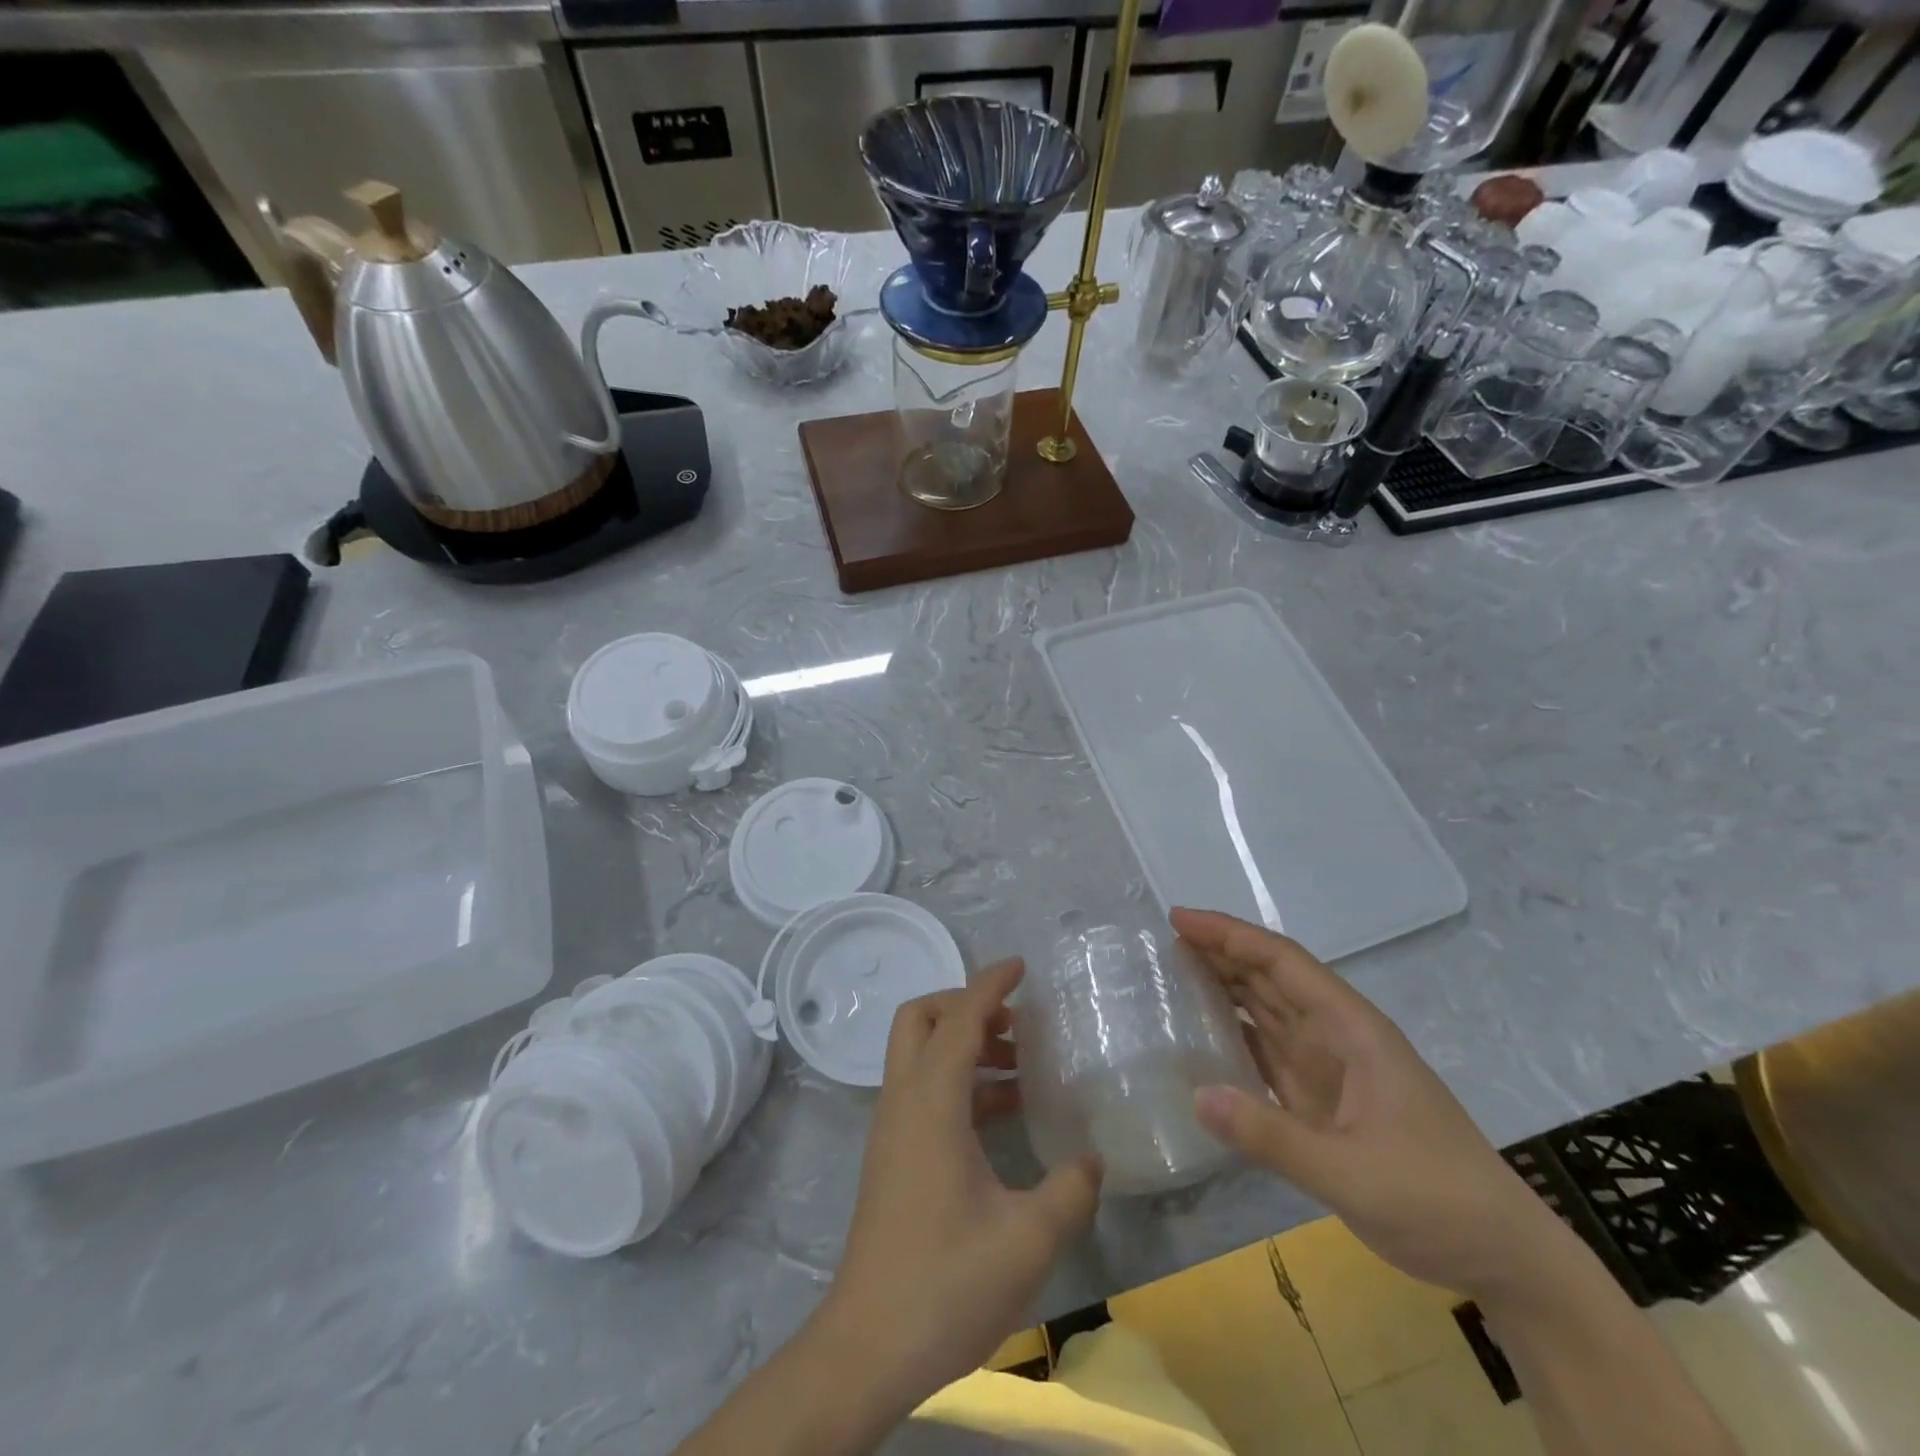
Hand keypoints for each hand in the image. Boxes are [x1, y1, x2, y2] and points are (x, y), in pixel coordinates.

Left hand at [814, 958, 1102, 1414]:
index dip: (990, 984)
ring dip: (965, 1045)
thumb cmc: (947, 1281)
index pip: (959, 1018)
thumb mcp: (1027, 1238)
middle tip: (1016, 1023)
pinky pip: (923, 1090)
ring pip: (920, 1053)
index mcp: (931, 1102)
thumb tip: (1092, 1157)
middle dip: (965, 1005)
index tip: (1021, 966)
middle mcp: (904, 1100)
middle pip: (920, 1018)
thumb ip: (1070, 1189)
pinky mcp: (893, 1154)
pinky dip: (959, 1082)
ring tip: (1022, 1067)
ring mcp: (893, 1127)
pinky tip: (1003, 1115)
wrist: (869, 1345)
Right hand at [1175, 908, 1561, 1299]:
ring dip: (1223, 987)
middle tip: (1161, 943)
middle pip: (1270, 977)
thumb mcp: (1353, 1174)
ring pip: (1266, 1009)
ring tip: (1170, 975)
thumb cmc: (1436, 1199)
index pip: (1282, 962)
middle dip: (1219, 952)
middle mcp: (1337, 1036)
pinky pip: (1267, 1051)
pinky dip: (1233, 1035)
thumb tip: (1197, 1095)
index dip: (1230, 935)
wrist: (1501, 1256)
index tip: (1179, 919)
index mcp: (1352, 1030)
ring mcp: (1329, 1067)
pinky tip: (1200, 1036)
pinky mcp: (1321, 1099)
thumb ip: (1273, 1137)